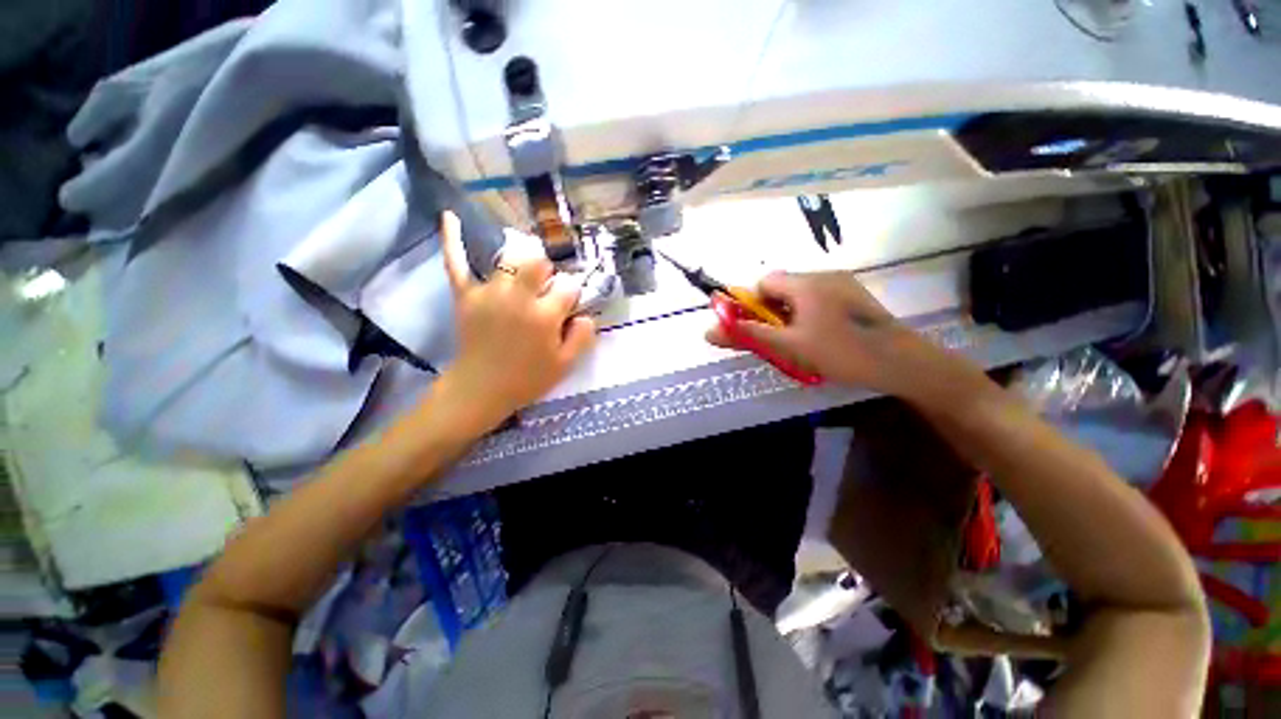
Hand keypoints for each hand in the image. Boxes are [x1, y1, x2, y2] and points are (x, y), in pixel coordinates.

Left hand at [434, 212, 594, 433]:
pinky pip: (457, 264)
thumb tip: (585, 315)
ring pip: (509, 260)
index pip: (568, 287)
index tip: (567, 306)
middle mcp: (518, 297)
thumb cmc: (527, 379)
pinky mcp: (465, 296)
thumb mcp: (565, 365)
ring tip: (525, 273)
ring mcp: (489, 293)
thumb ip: (582, 337)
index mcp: (544, 316)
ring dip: (521, 263)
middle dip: (548, 272)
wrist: (480, 390)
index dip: (572, 294)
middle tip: (545, 290)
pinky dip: (453, 240)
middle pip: (539, 263)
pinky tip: (450, 216)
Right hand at [706, 271, 961, 400]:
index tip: (759, 329)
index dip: (754, 305)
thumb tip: (707, 331)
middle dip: (773, 311)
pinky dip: (810, 313)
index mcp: (805, 283)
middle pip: (782, 287)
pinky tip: (822, 336)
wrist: (901, 363)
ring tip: (801, 341)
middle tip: (779, 339)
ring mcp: (843, 283)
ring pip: (801, 293)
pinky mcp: (855, 295)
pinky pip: (820, 298)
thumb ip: (747, 336)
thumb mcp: (787, 347)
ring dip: (791, 313)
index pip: (764, 282)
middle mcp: (823, 275)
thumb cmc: (839, 352)